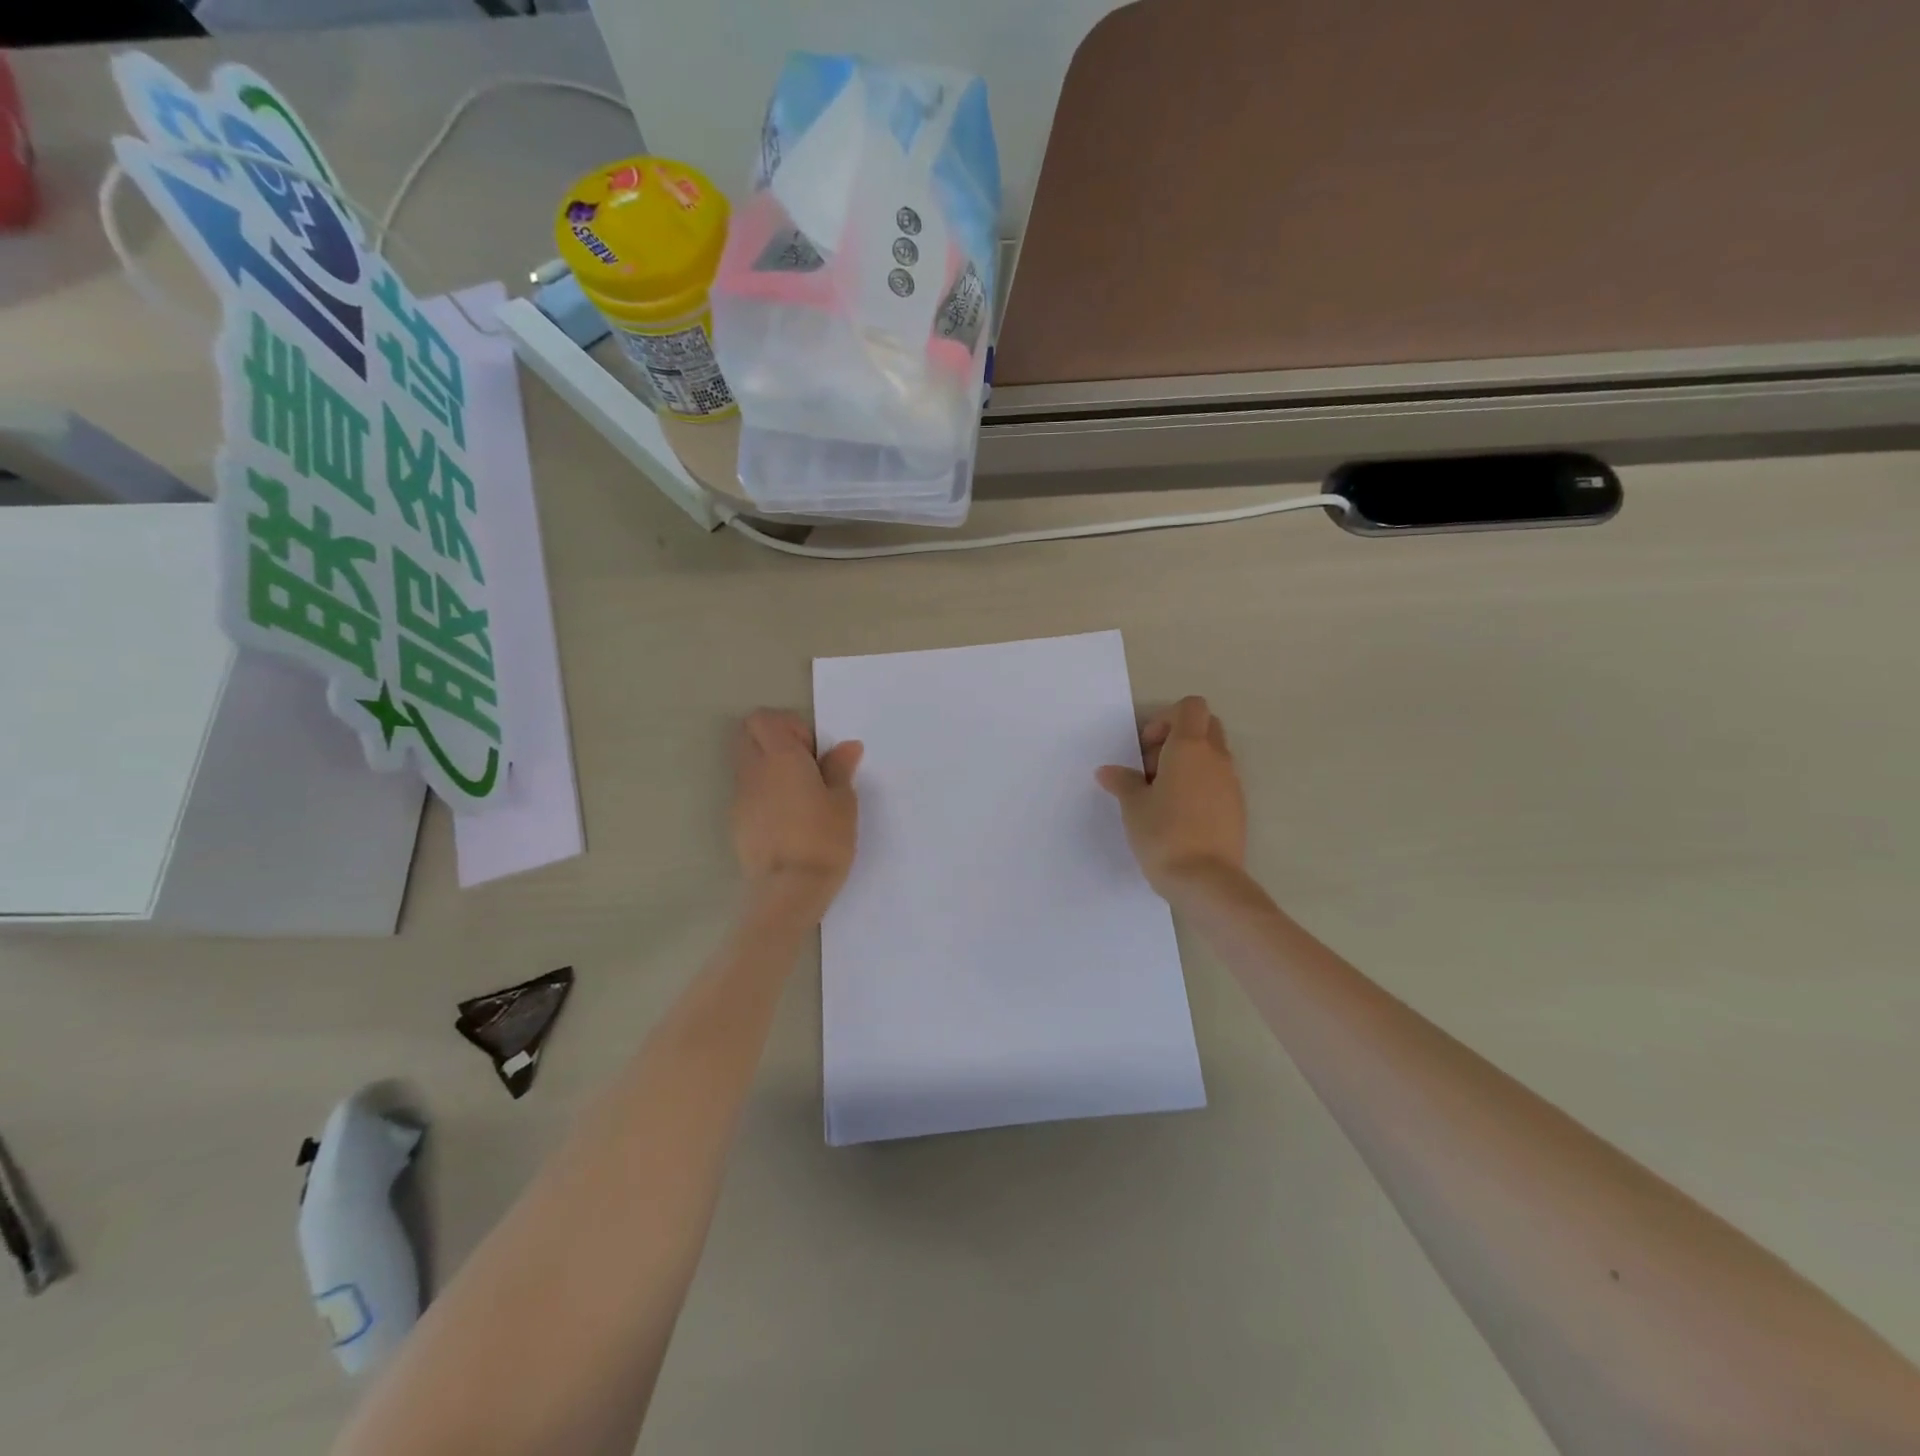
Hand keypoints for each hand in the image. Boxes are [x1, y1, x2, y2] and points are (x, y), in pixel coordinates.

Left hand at [732, 710, 862, 915]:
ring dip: (768, 768)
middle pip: (748, 735)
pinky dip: (763, 793)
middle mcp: (753, 770)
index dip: (789, 725)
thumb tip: (847, 746)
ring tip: (799, 795)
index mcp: (780, 756)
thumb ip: (840, 768)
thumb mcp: (843, 801)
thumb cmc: (824, 838)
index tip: (813, 751)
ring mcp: (740, 797)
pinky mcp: (736, 822)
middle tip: (805, 766)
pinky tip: (787, 819)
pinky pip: (747, 792)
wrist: (790, 889)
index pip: (764, 718)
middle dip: (773, 740)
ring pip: (746, 764)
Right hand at [1096, 695, 1246, 898]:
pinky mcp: (1237, 808)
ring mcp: (1232, 783)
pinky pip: (1219, 782)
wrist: (1206, 881)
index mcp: (1190, 748)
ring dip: (1189, 764)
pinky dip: (1200, 786)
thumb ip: (1122, 782)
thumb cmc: (1164, 834)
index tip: (1146, 749)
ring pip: (1213, 755)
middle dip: (1178, 737)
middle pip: (1205, 726)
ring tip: (1163, 796)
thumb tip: (1108, 771)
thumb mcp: (1133, 806)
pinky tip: (1180, 815)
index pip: (1190, 707)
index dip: (1165, 719)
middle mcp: (1216, 758)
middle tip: (1152, 768)